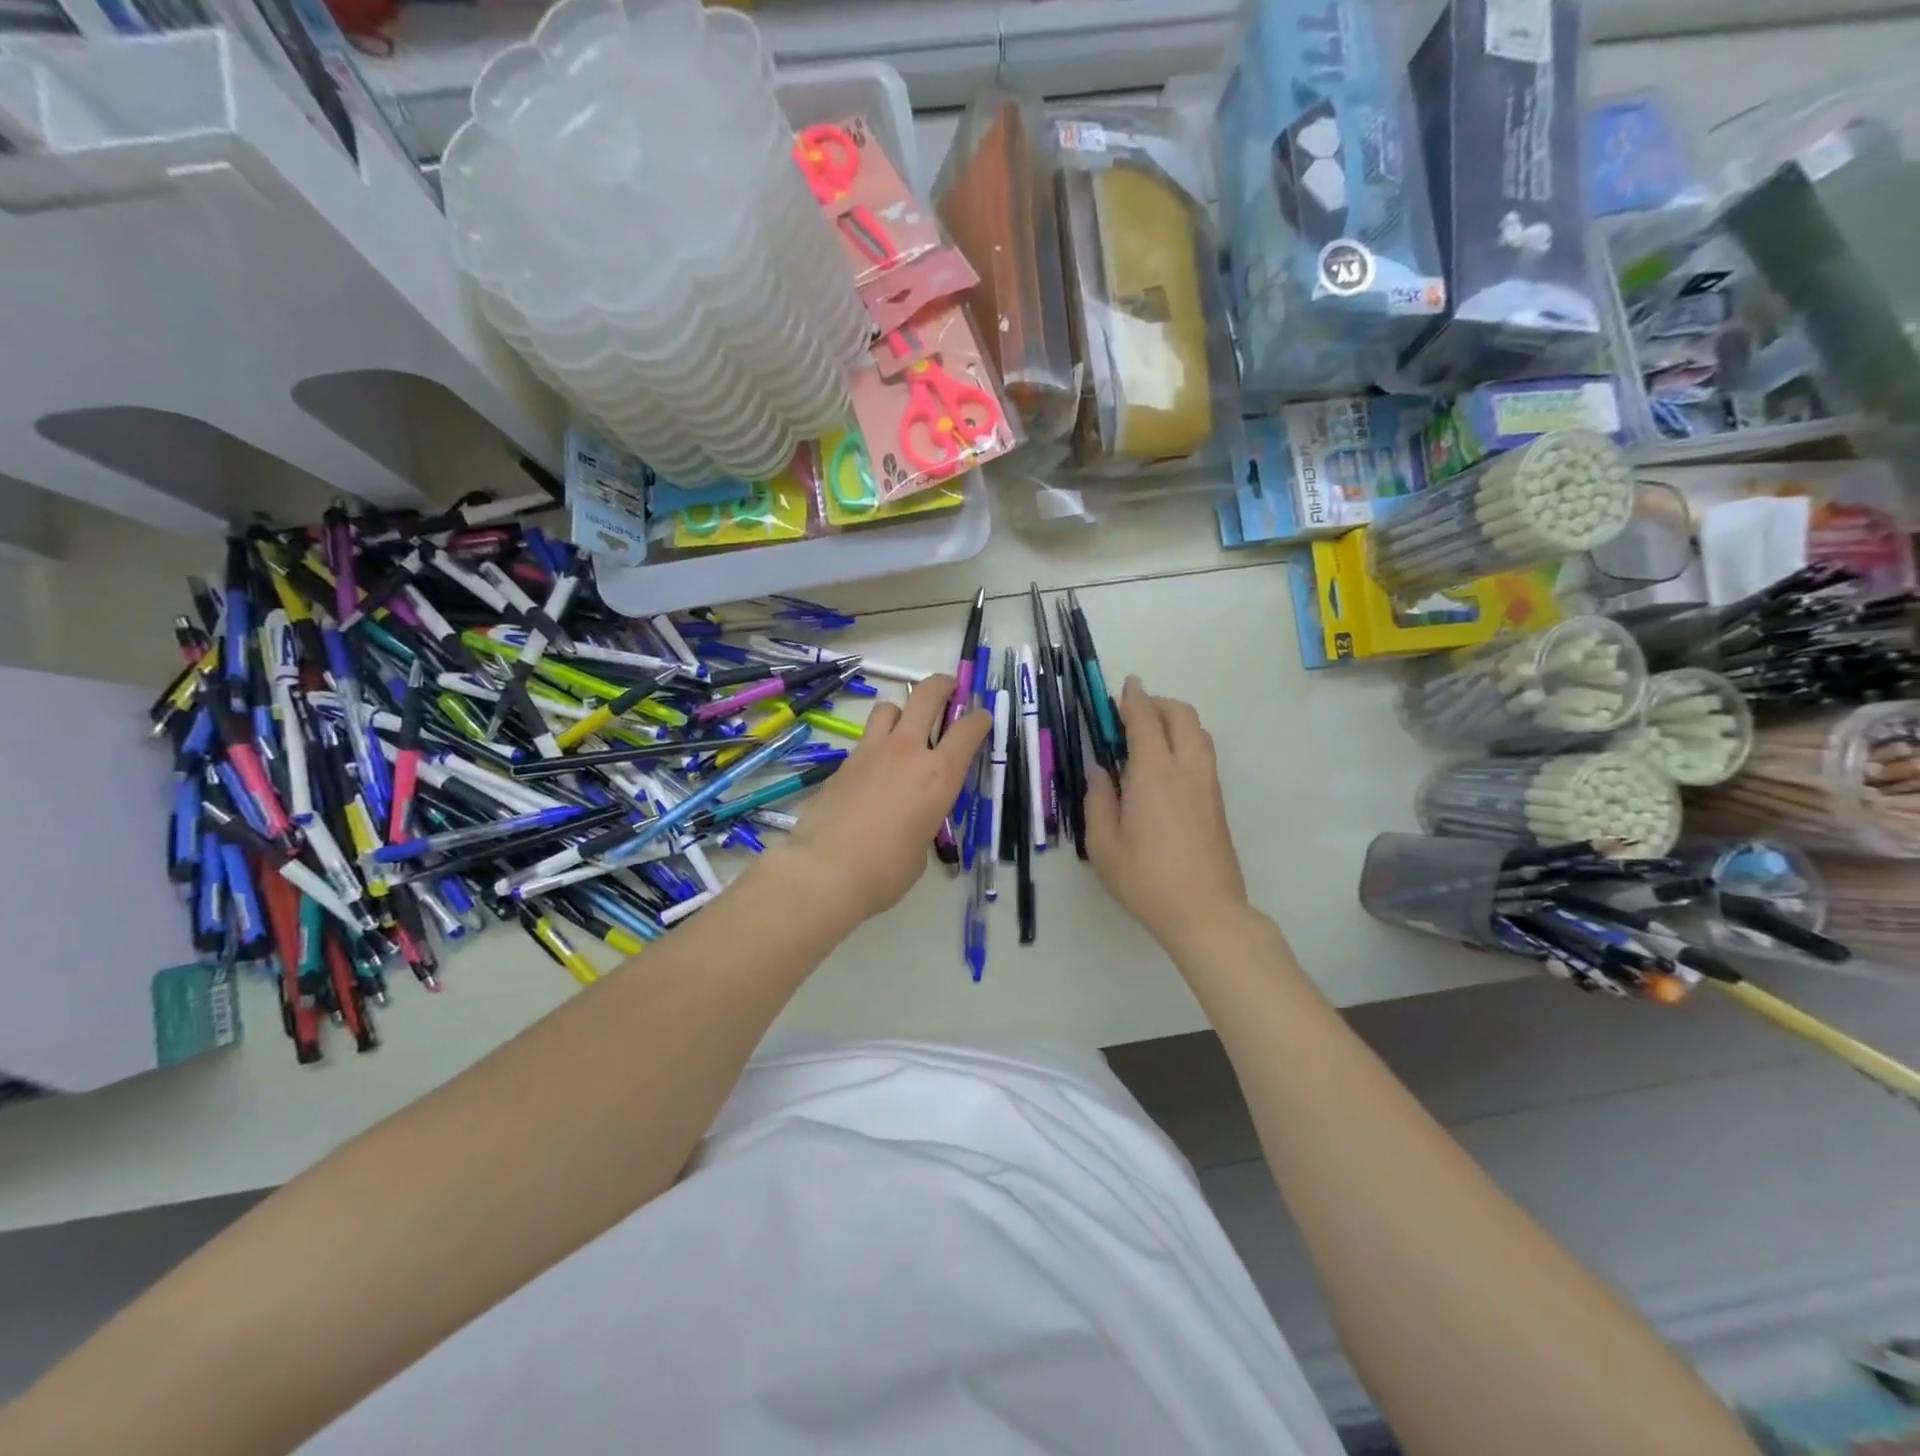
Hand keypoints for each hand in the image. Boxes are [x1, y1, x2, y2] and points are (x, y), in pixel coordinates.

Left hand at [777, 674, 990, 922]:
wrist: (826, 870)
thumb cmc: (886, 870)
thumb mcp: (922, 847)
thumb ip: (924, 820)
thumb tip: (914, 820)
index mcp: (939, 774)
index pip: (968, 729)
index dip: (979, 718)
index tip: (981, 717)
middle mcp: (908, 751)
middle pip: (926, 695)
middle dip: (941, 686)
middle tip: (948, 689)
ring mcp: (871, 751)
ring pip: (889, 708)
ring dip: (901, 712)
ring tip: (903, 728)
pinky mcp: (844, 762)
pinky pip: (865, 739)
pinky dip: (876, 743)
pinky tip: (874, 768)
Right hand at [1085, 676, 1248, 949]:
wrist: (1206, 912)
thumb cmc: (1146, 878)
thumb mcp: (1103, 844)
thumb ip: (1097, 800)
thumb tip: (1100, 772)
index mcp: (1154, 773)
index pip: (1145, 719)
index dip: (1133, 698)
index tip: (1124, 686)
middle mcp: (1186, 769)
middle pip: (1181, 715)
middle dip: (1157, 703)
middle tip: (1132, 713)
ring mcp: (1208, 784)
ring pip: (1198, 733)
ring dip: (1175, 721)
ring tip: (1150, 736)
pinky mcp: (1218, 802)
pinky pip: (1204, 754)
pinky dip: (1185, 741)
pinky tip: (1165, 766)